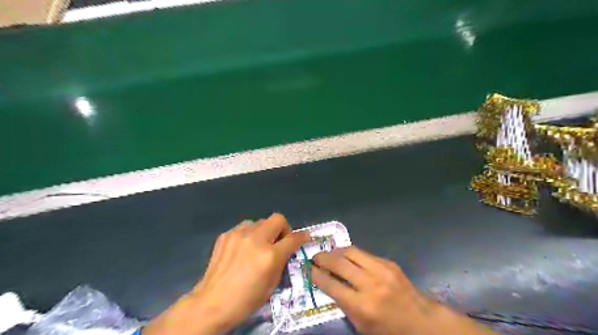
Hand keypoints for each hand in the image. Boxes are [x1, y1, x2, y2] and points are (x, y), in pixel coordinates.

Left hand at [143, 213, 307, 334]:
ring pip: (260, 221)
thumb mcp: (272, 284)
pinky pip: (244, 227)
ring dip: (264, 230)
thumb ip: (282, 261)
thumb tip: (287, 248)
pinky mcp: (226, 235)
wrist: (212, 303)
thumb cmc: (246, 299)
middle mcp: (256, 239)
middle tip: (278, 241)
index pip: (293, 238)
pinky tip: (243, 248)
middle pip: (278, 218)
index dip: (302, 237)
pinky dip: (248, 234)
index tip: (305, 237)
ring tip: (258, 245)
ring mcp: (239, 235)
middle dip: (283, 228)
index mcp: (270, 256)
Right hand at [313, 246, 495, 334]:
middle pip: (339, 263)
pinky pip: (364, 253)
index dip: (316, 275)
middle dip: (322, 258)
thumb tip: (329, 284)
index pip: (331, 285)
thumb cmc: (389, 330)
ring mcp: (381, 270)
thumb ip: (344, 305)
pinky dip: (351, 253)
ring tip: (328, 253)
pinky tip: (346, 256)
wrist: (422, 321)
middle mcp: (370, 284)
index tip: (308, 270)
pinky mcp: (388, 263)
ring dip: (335, 251)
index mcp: (362, 306)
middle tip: (314, 257)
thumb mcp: (362, 326)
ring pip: (350, 252)